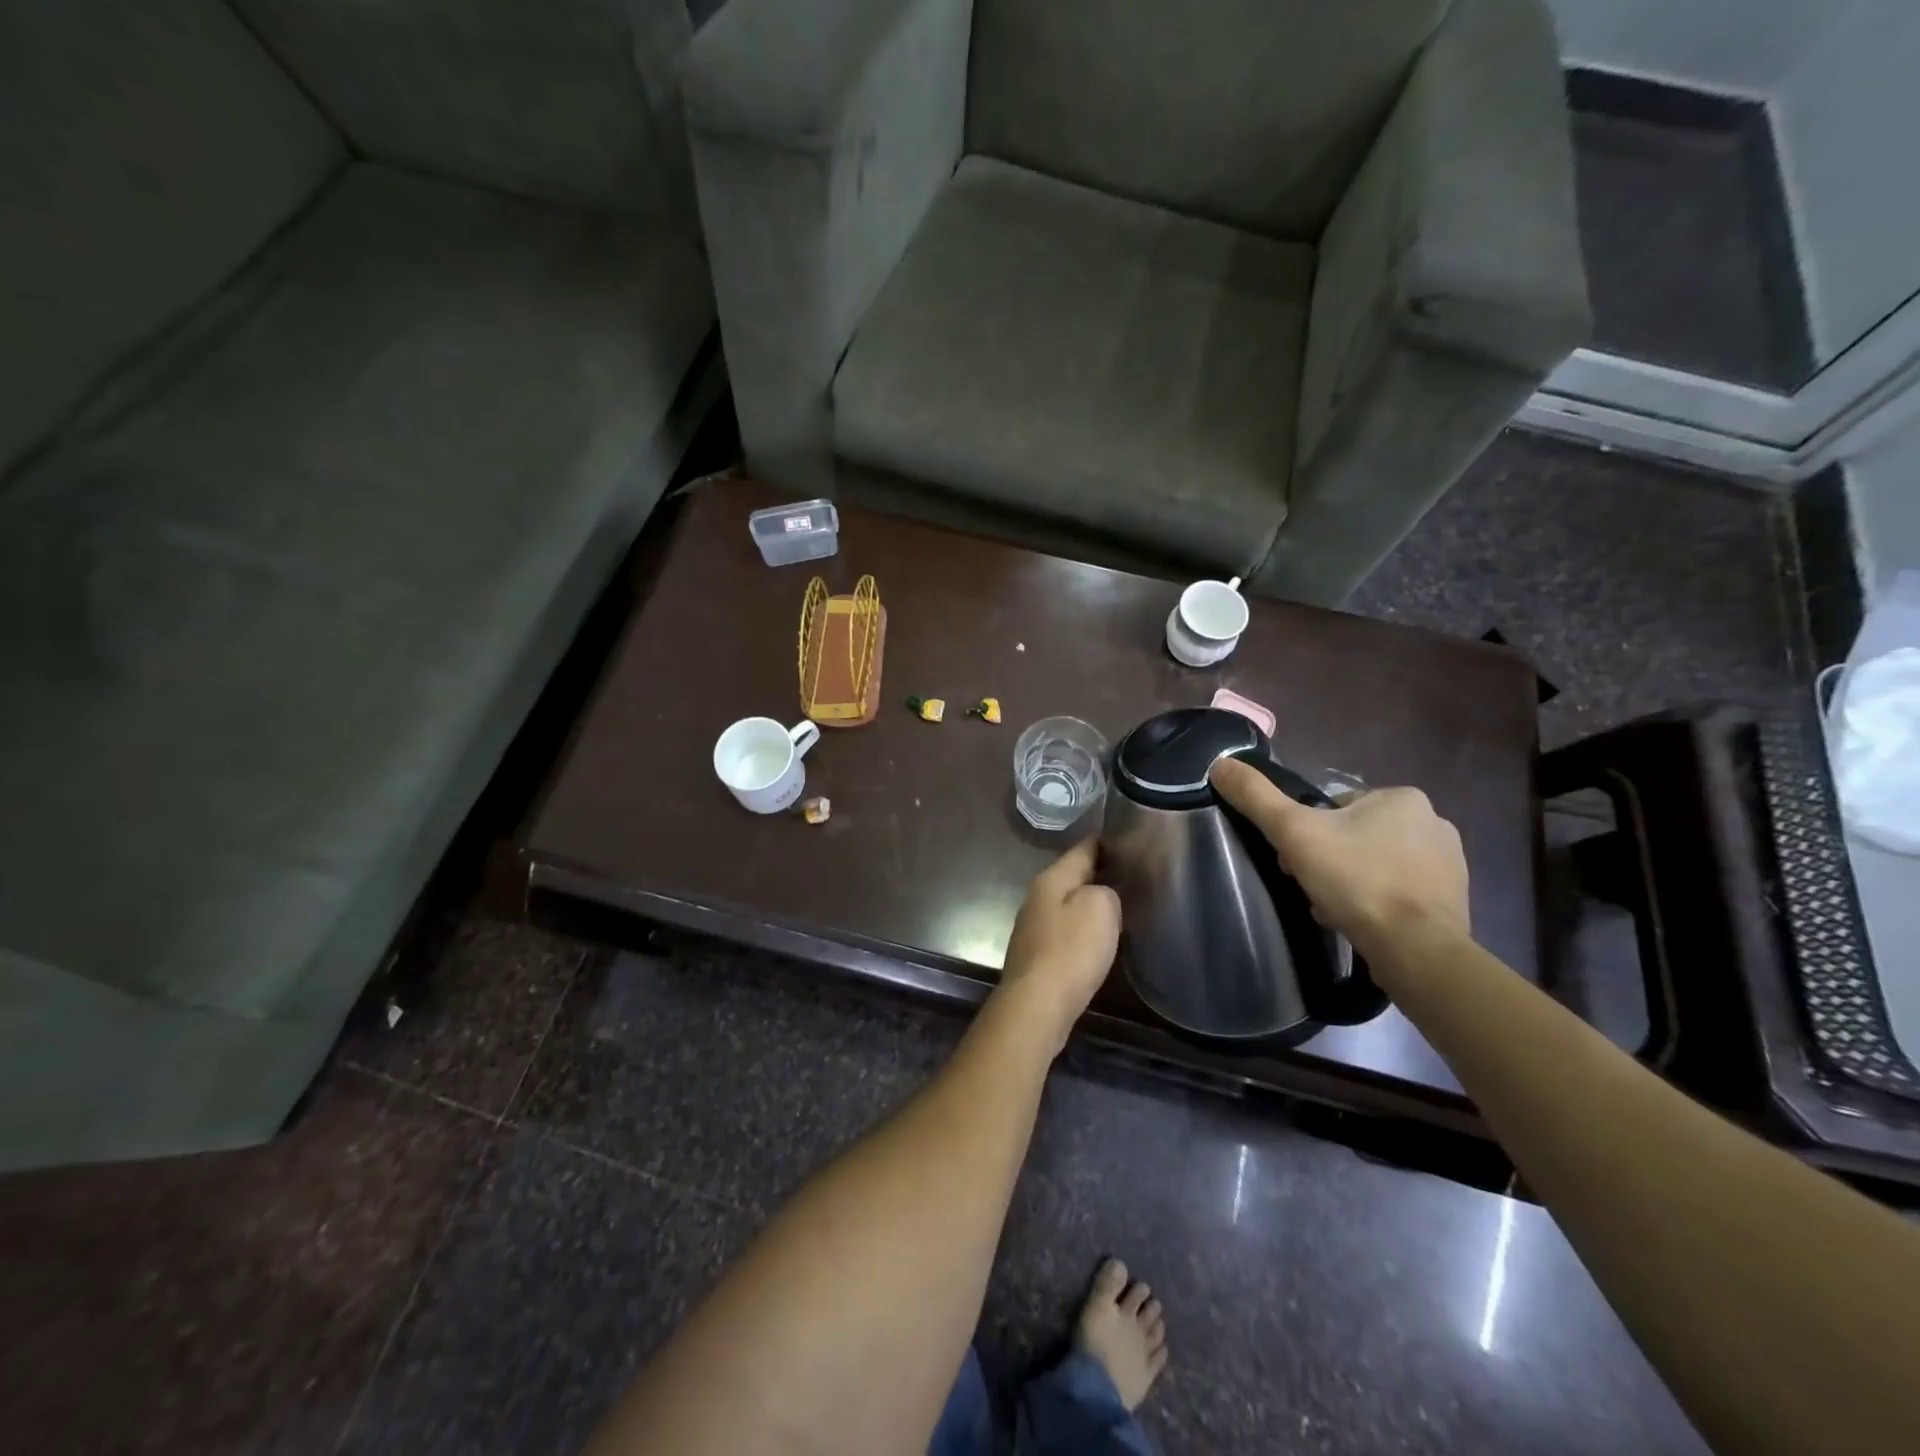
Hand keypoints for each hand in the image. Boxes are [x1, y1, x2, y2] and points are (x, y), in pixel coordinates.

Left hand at [997, 838, 1120, 1049]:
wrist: (1037, 1005)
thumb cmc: (1070, 951)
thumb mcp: (1100, 908)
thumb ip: (1106, 891)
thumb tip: (1101, 895)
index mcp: (1051, 879)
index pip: (1082, 848)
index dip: (1106, 841)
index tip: (1129, 835)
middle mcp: (1037, 897)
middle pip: (1073, 876)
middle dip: (1100, 873)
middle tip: (1134, 872)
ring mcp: (1034, 927)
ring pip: (1069, 904)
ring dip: (1091, 903)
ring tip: (1122, 904)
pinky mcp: (1037, 955)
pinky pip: (1066, 931)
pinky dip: (1083, 930)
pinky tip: (1099, 939)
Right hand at [1209, 758, 1470, 971]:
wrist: (1416, 950)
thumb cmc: (1356, 881)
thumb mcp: (1294, 832)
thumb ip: (1256, 796)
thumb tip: (1220, 764)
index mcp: (1401, 797)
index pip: (1335, 807)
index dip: (1306, 832)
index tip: (1293, 860)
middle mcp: (1434, 822)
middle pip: (1355, 835)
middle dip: (1327, 859)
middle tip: (1310, 886)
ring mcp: (1449, 864)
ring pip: (1375, 864)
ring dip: (1350, 882)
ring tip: (1333, 909)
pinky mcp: (1452, 901)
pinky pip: (1399, 892)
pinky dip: (1376, 903)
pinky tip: (1360, 923)